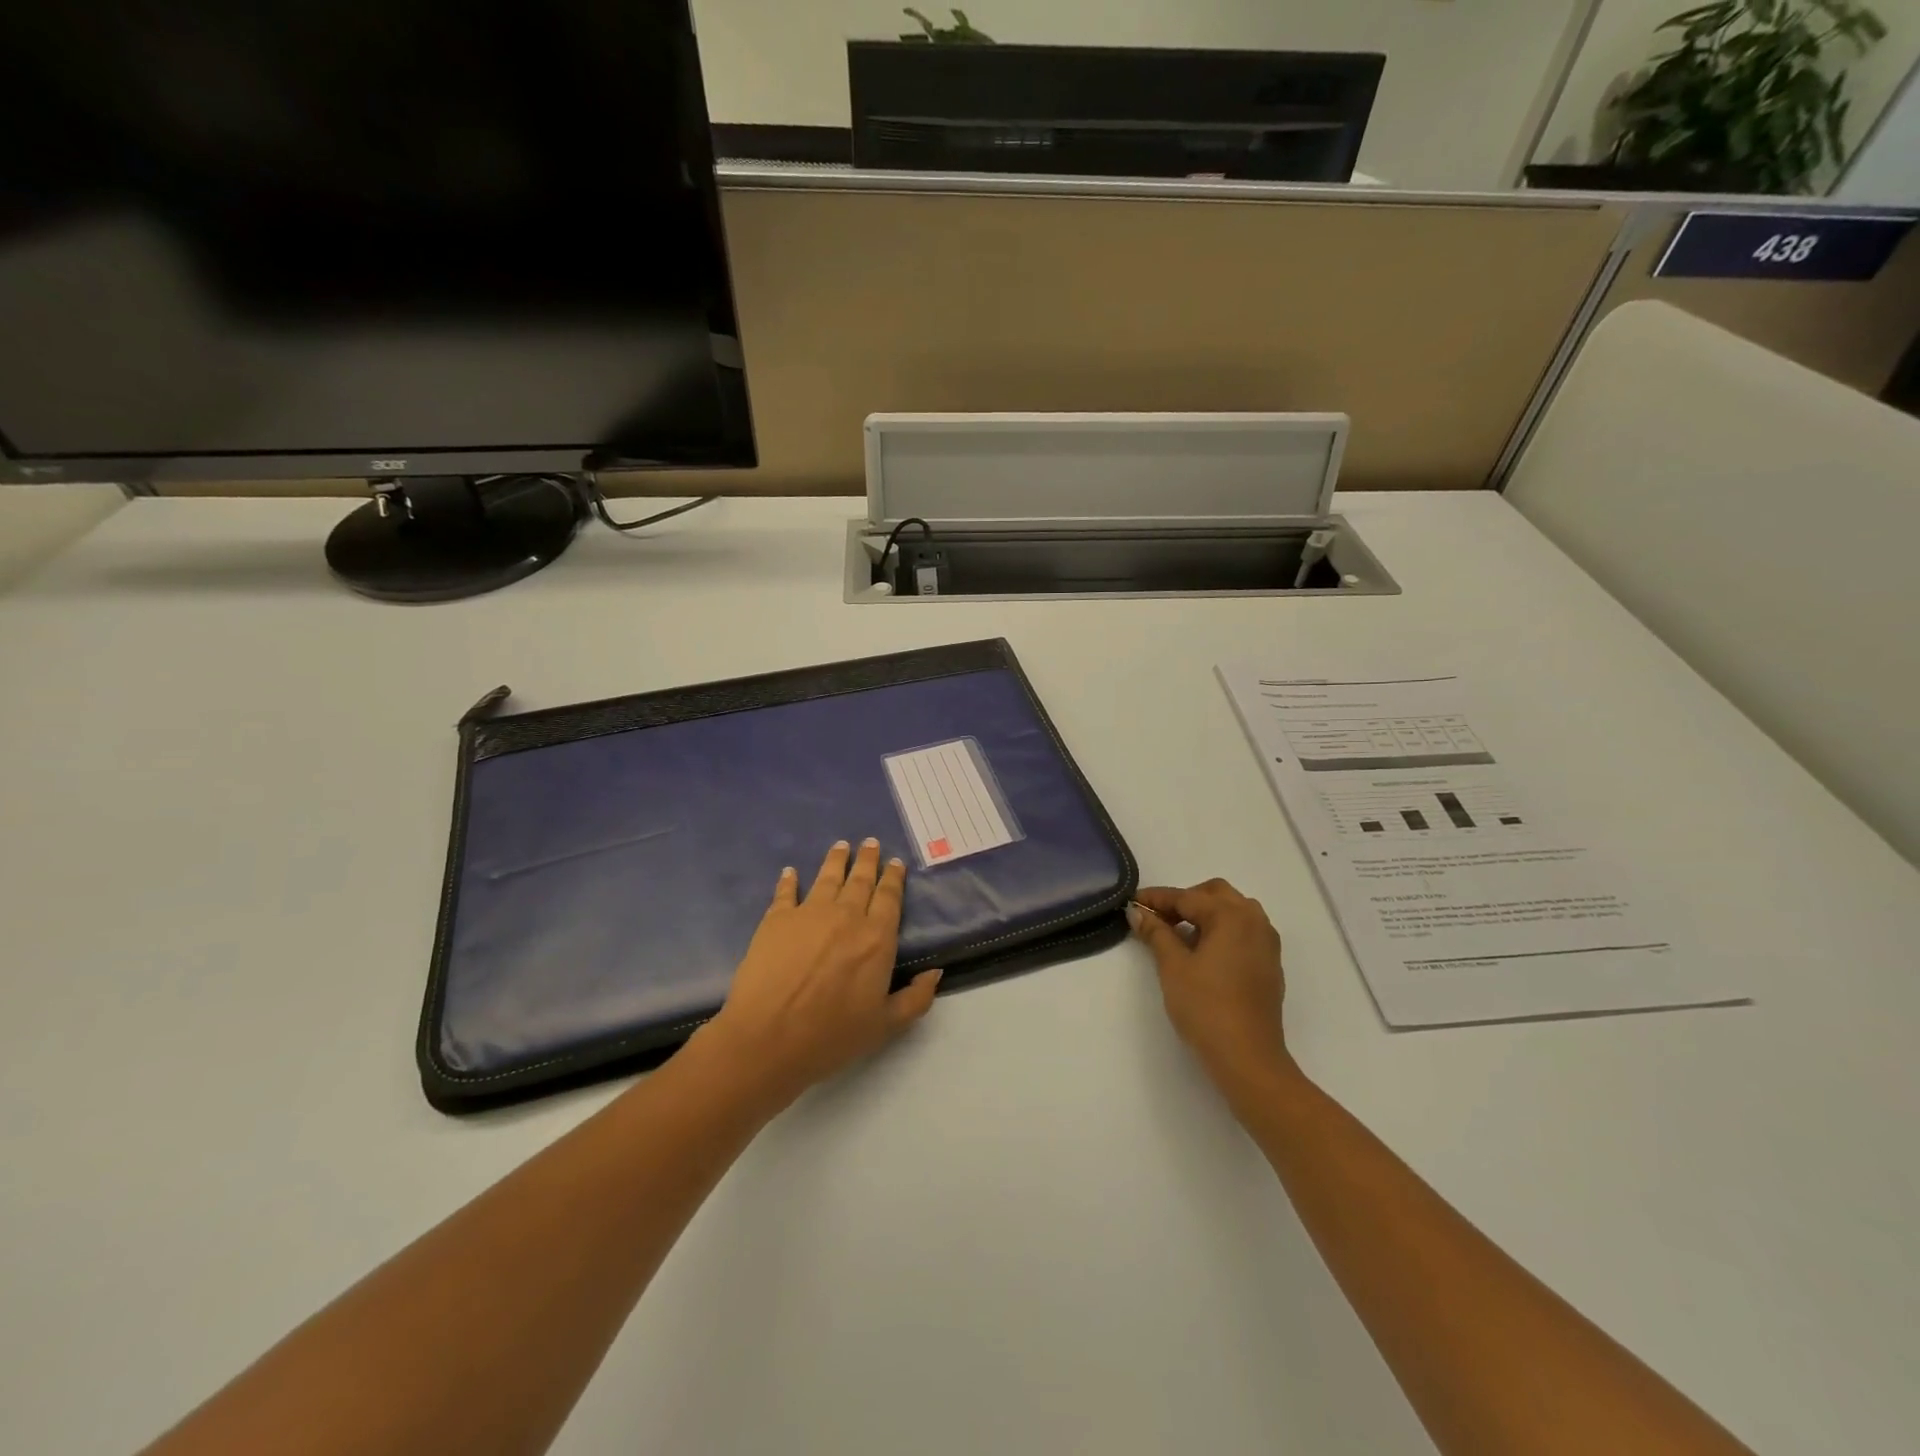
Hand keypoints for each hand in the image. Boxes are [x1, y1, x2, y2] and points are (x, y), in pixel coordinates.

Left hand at [697, 839, 940, 1113]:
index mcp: (876, 938)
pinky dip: (789, 880)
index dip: (893, 878)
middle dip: (868, 860)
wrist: (768, 1037)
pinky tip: (790, 871)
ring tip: (841, 845)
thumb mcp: (886, 1026)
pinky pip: (786, 892)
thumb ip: (916, 998)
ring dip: (836, 860)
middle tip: (870, 843)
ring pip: (827, 877)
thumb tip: (936, 972)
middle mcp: (846, 916)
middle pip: (860, 880)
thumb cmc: (831, 1035)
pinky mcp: (776, 919)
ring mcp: (809, 913)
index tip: (895, 863)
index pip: (889, 898)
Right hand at [1130, 880, 1292, 1101]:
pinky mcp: (1269, 965)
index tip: (1133, 902)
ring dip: (1205, 915)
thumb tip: (1138, 912)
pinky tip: (1202, 954)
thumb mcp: (1173, 966)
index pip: (1187, 897)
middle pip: (1216, 895)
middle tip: (1158, 918)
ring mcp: (1267, 944)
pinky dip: (1221, 932)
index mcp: (1232, 916)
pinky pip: (1243, 933)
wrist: (1248, 1058)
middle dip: (1185, 900)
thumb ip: (1156, 933)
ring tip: (1178, 936)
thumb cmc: (1206, 1007)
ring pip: (1233, 912)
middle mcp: (1255, 921)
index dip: (1157, 899)